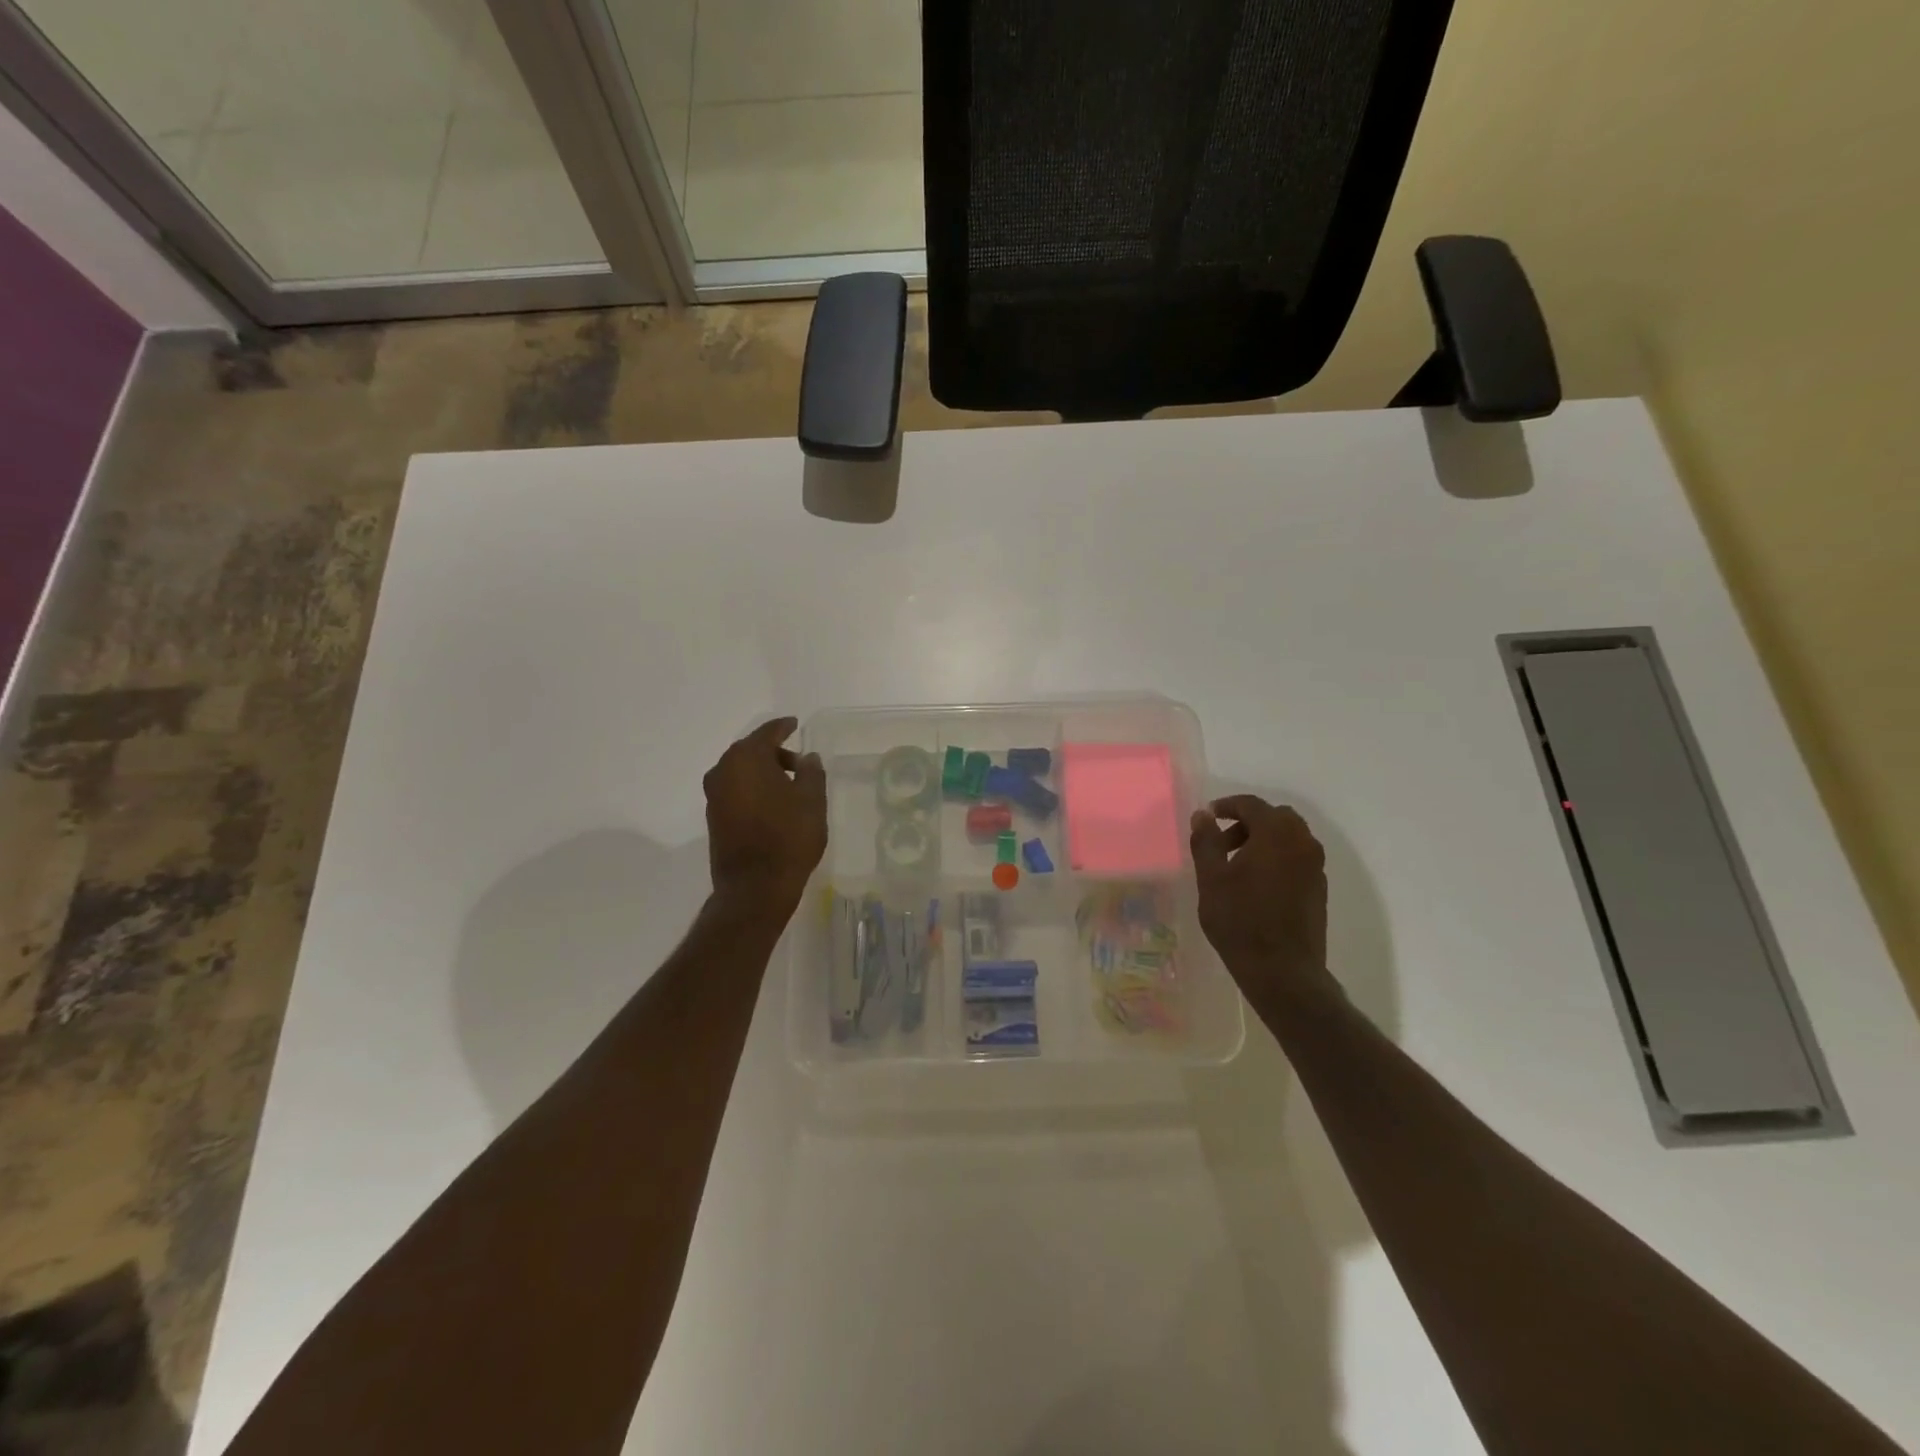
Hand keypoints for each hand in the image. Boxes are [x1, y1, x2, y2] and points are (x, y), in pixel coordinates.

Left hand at [704, 717, 827, 916]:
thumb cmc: (788, 837)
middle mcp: (723, 771)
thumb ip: (811, 772)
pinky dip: (753, 789)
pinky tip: (773, 804)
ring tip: (790, 786)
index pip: (767, 733)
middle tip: (799, 763)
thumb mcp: (812, 801)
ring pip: (742, 772)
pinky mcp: (714, 818)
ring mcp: (714, 796)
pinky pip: (736, 790)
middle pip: (751, 751)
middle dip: (775, 753)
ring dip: (764, 773)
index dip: (783, 727)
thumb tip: (808, 757)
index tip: (795, 724)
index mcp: (746, 759)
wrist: (755, 887)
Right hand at [1190, 796, 1335, 1007]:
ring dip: (1263, 840)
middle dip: (1248, 822)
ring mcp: (1315, 866)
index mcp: (1276, 833)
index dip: (1227, 806)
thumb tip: (1203, 815)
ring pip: (1289, 838)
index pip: (1252, 804)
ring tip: (1236, 865)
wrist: (1282, 970)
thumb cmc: (1240, 920)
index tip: (1208, 816)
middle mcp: (1303, 842)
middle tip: (1222, 841)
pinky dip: (1277, 858)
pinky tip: (1256, 884)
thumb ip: (1206, 841)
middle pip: (1275, 817)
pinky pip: (1297, 858)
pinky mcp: (1319, 888)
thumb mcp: (1211, 878)